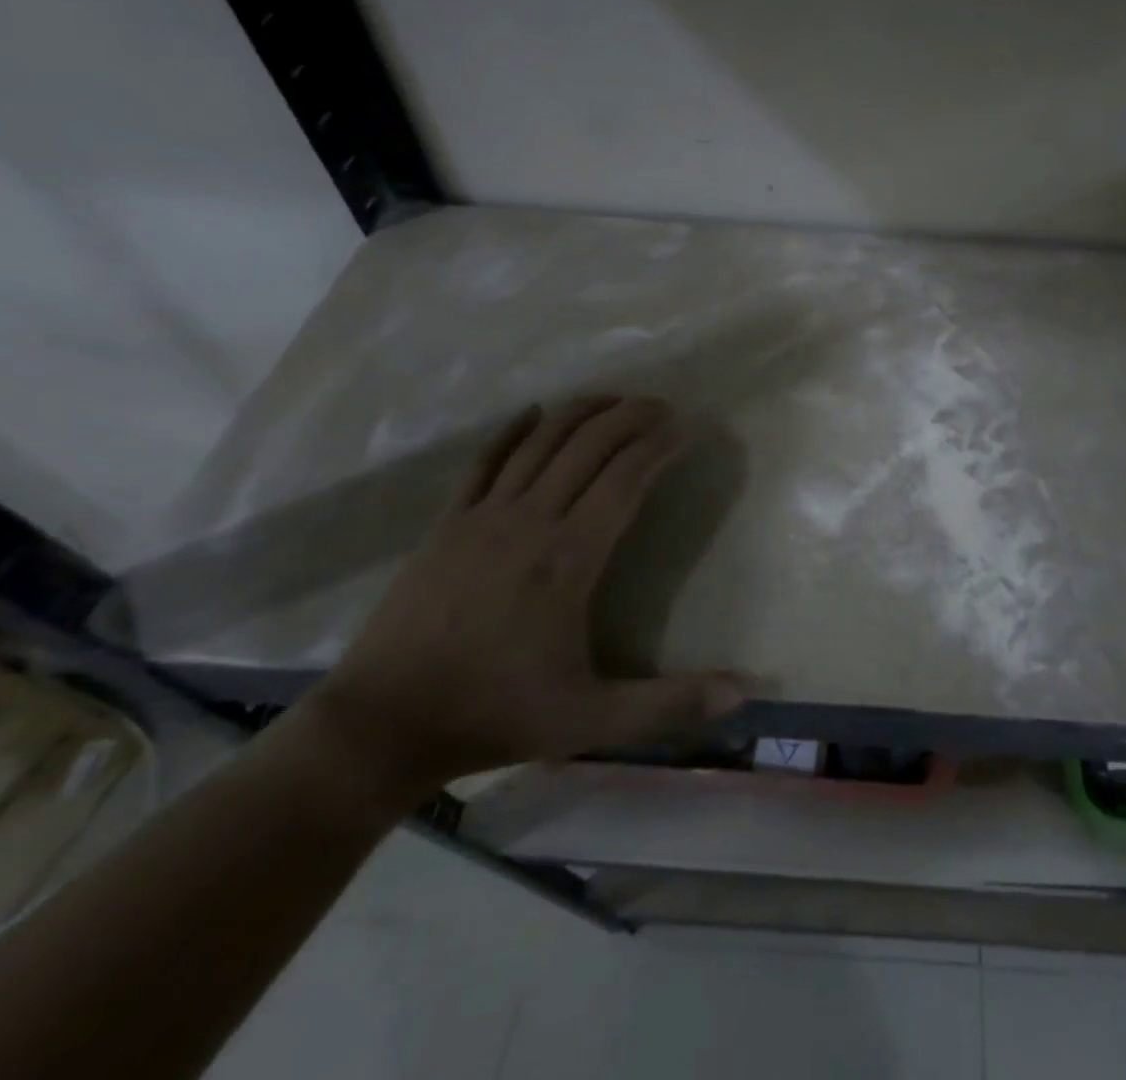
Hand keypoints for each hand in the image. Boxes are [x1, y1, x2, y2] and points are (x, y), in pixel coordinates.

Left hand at [303, 396, 743, 798]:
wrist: (381, 726)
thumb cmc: (494, 716)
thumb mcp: (591, 721)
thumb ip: (669, 705)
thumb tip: (744, 696)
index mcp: (568, 558)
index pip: (625, 479)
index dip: (658, 446)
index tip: (685, 428)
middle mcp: (529, 521)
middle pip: (587, 446)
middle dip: (629, 416)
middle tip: (661, 405)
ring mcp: (482, 516)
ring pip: (540, 441)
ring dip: (582, 412)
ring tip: (614, 398)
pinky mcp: (447, 523)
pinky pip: (486, 460)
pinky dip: (514, 430)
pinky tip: (534, 412)